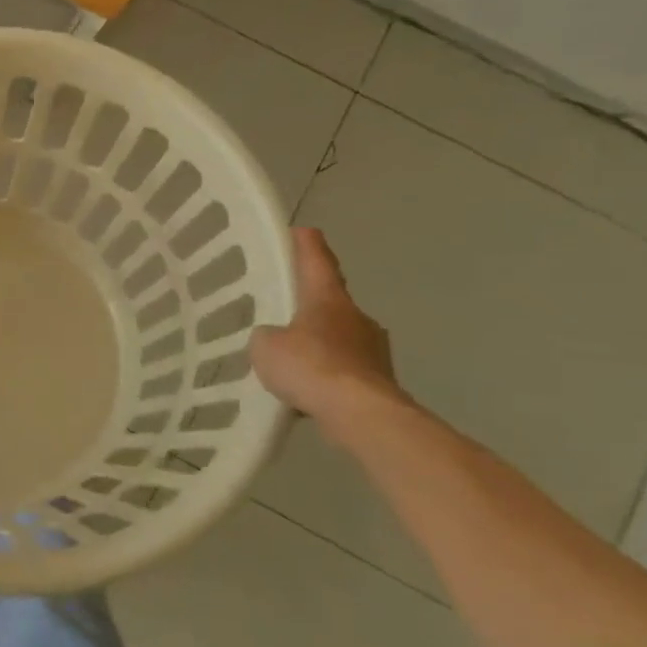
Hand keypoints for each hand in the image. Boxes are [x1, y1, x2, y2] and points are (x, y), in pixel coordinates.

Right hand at [250, 228, 401, 419]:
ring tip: (293, 360)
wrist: (361, 415)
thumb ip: (267, 336)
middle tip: (286, 309)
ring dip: (320, 344)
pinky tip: (309, 391)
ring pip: (340, 338)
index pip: (316, 262)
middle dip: (311, 304)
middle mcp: (356, 317)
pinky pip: (345, 370)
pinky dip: (328, 375)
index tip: (301, 231)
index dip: (306, 245)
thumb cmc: (311, 367)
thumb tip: (276, 340)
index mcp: (328, 299)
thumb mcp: (266, 346)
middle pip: (331, 301)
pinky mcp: (380, 382)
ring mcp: (374, 350)